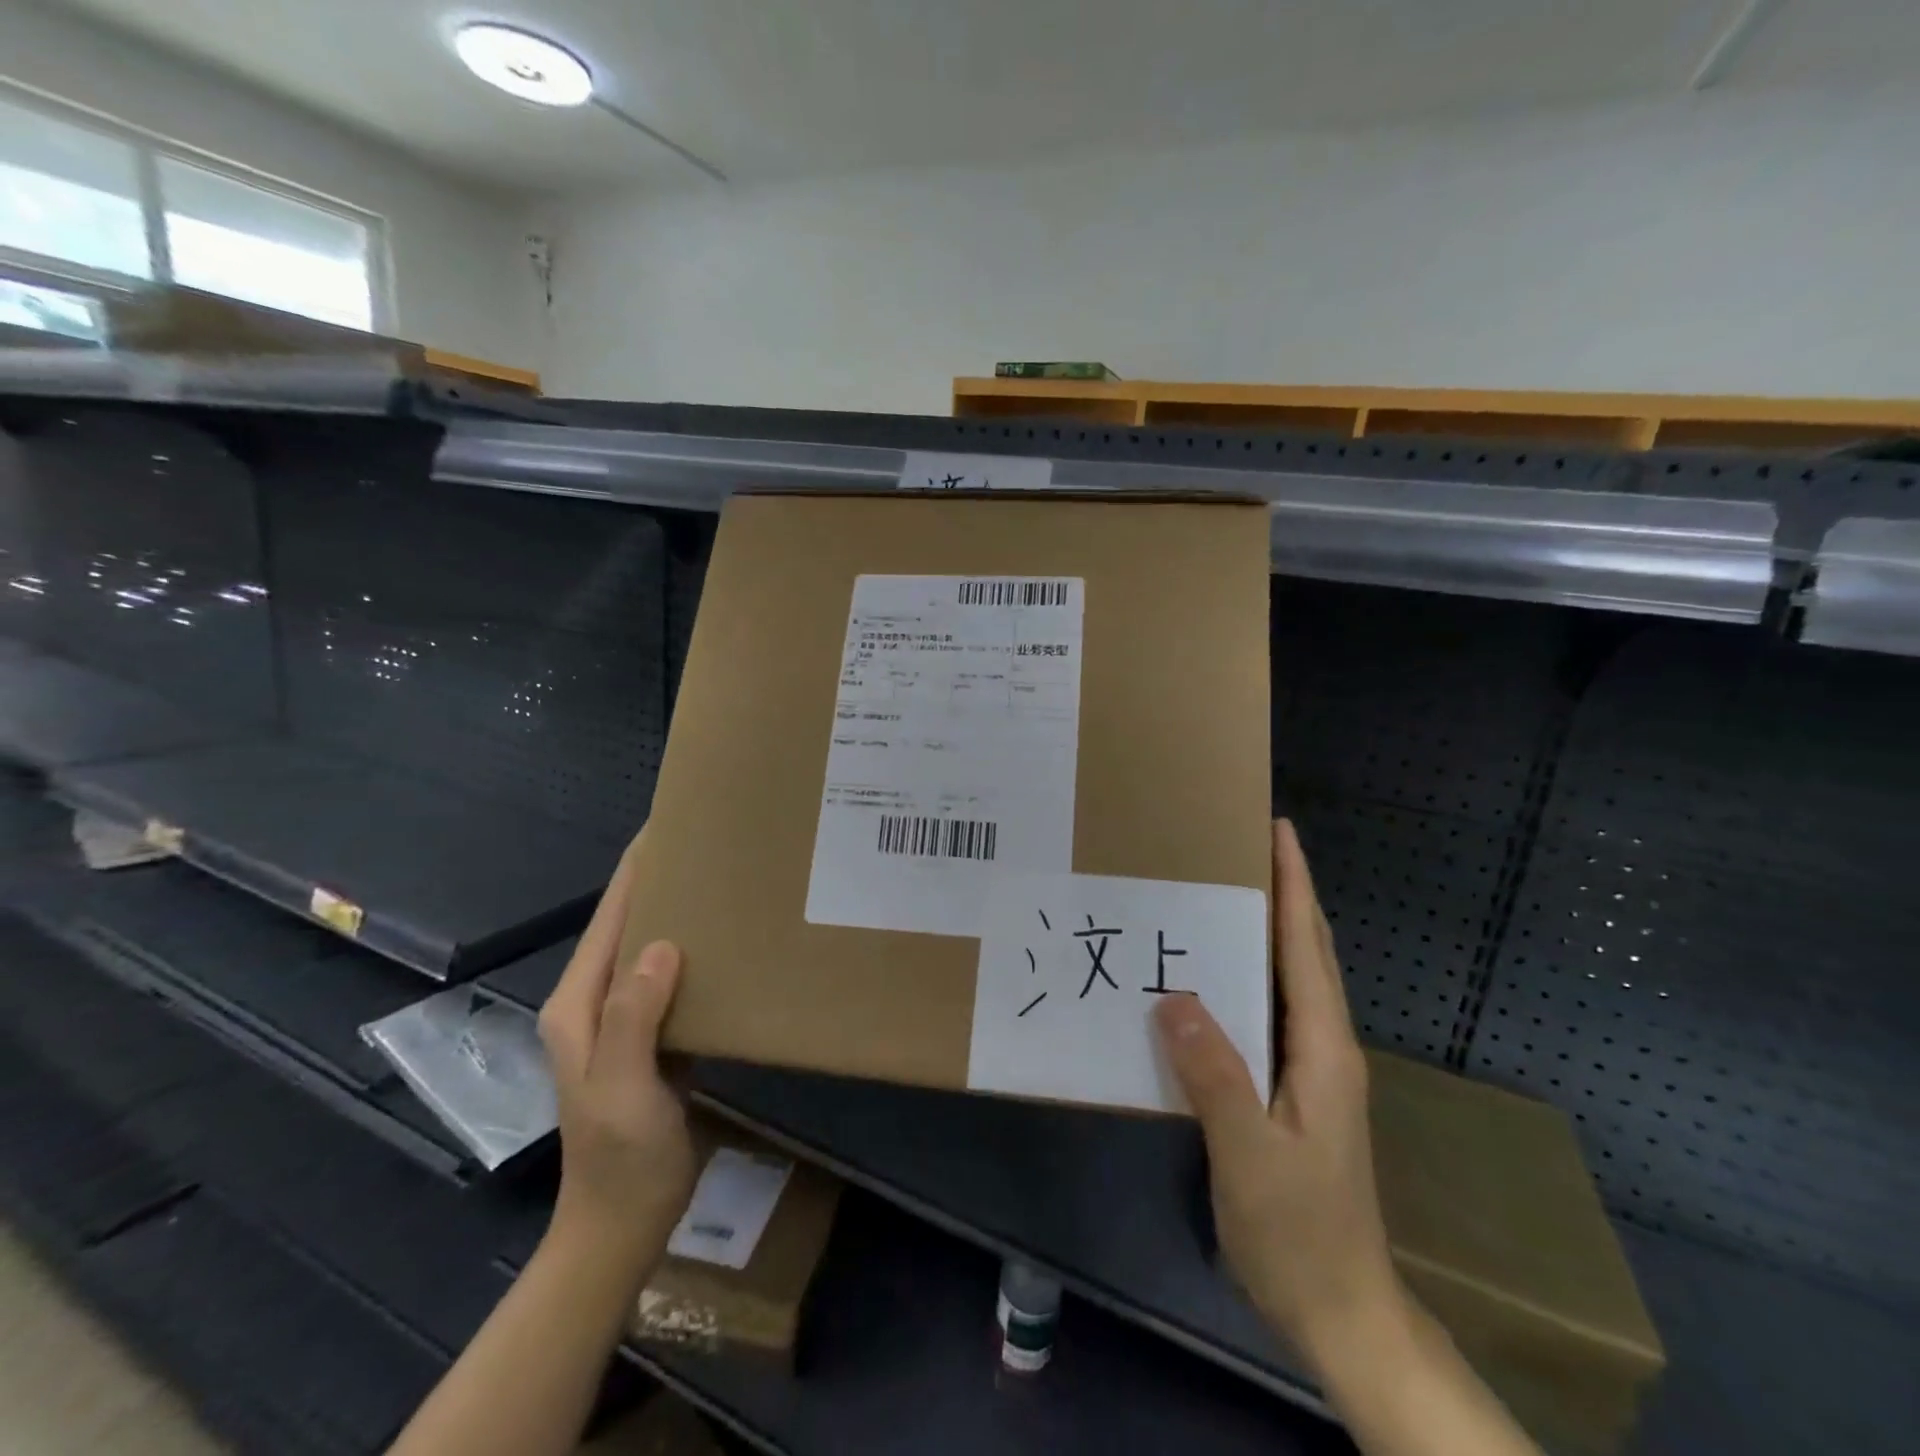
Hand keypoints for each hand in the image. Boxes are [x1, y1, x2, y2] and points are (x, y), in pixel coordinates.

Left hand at [537, 850, 695, 1281]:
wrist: (622, 1227)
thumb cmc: (621, 1160)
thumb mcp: (623, 1090)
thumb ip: (633, 1018)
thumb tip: (663, 944)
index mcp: (578, 1005)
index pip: (609, 920)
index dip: (635, 871)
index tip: (668, 825)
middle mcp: (596, 1003)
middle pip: (628, 926)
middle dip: (661, 882)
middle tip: (712, 844)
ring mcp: (624, 1021)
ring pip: (652, 949)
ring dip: (680, 913)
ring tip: (725, 879)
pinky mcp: (652, 1036)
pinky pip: (671, 980)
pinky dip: (695, 951)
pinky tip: (727, 942)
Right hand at [1153, 819, 1404, 1371]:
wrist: (1341, 1312)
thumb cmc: (1298, 1232)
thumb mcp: (1249, 1156)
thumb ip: (1215, 1075)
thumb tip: (1172, 995)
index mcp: (1323, 1049)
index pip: (1307, 948)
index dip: (1295, 885)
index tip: (1278, 830)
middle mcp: (1325, 1046)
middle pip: (1308, 952)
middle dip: (1285, 892)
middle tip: (1241, 846)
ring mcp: (1313, 1069)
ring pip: (1292, 979)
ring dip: (1269, 929)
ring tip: (1223, 892)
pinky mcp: (1295, 1089)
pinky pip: (1271, 1010)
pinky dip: (1252, 973)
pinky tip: (1213, 975)